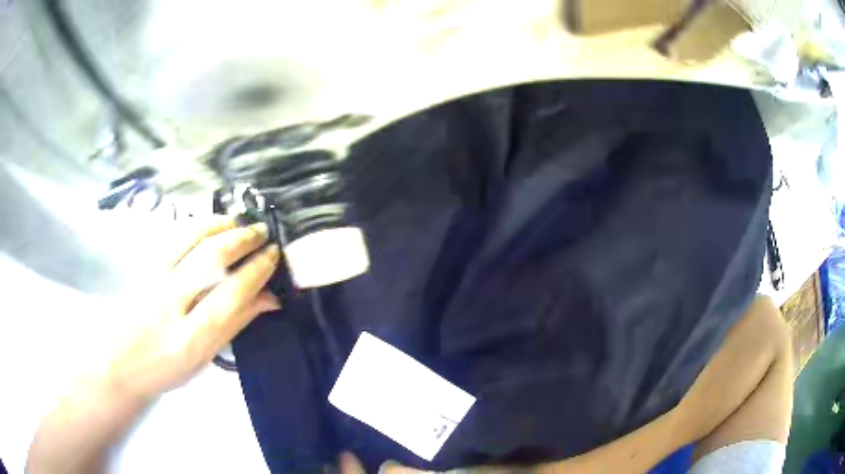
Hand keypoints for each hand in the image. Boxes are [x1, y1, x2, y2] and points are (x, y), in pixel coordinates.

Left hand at [106, 218, 280, 401]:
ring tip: (238, 221)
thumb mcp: (204, 358)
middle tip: (261, 232)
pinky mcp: (142, 266)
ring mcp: (153, 279)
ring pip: (188, 238)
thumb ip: (235, 324)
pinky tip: (209, 224)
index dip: (256, 271)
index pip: (230, 296)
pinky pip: (172, 237)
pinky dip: (195, 225)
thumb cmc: (167, 369)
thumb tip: (269, 299)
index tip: (273, 255)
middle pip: (209, 258)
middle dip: (241, 239)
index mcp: (191, 338)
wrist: (121, 363)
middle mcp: (170, 304)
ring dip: (218, 224)